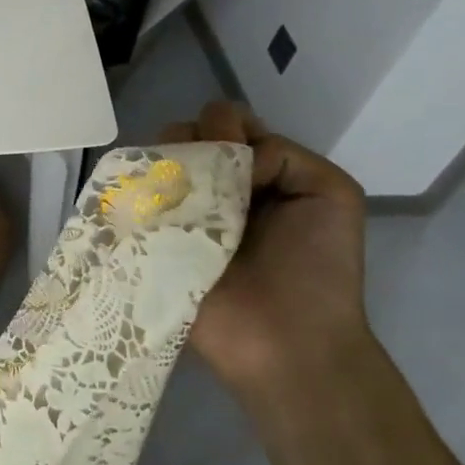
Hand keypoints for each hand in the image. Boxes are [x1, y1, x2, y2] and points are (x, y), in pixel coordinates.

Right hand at [160, 101, 368, 398]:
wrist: (289, 342)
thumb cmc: (318, 270)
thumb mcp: (331, 193)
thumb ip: (284, 154)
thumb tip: (226, 160)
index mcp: (254, 172)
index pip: (225, 121)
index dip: (226, 125)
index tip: (239, 152)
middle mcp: (213, 186)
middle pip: (185, 134)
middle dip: (194, 141)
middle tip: (209, 176)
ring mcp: (177, 212)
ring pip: (154, 161)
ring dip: (165, 165)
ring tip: (181, 194)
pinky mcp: (150, 240)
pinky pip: (132, 201)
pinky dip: (137, 194)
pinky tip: (151, 204)